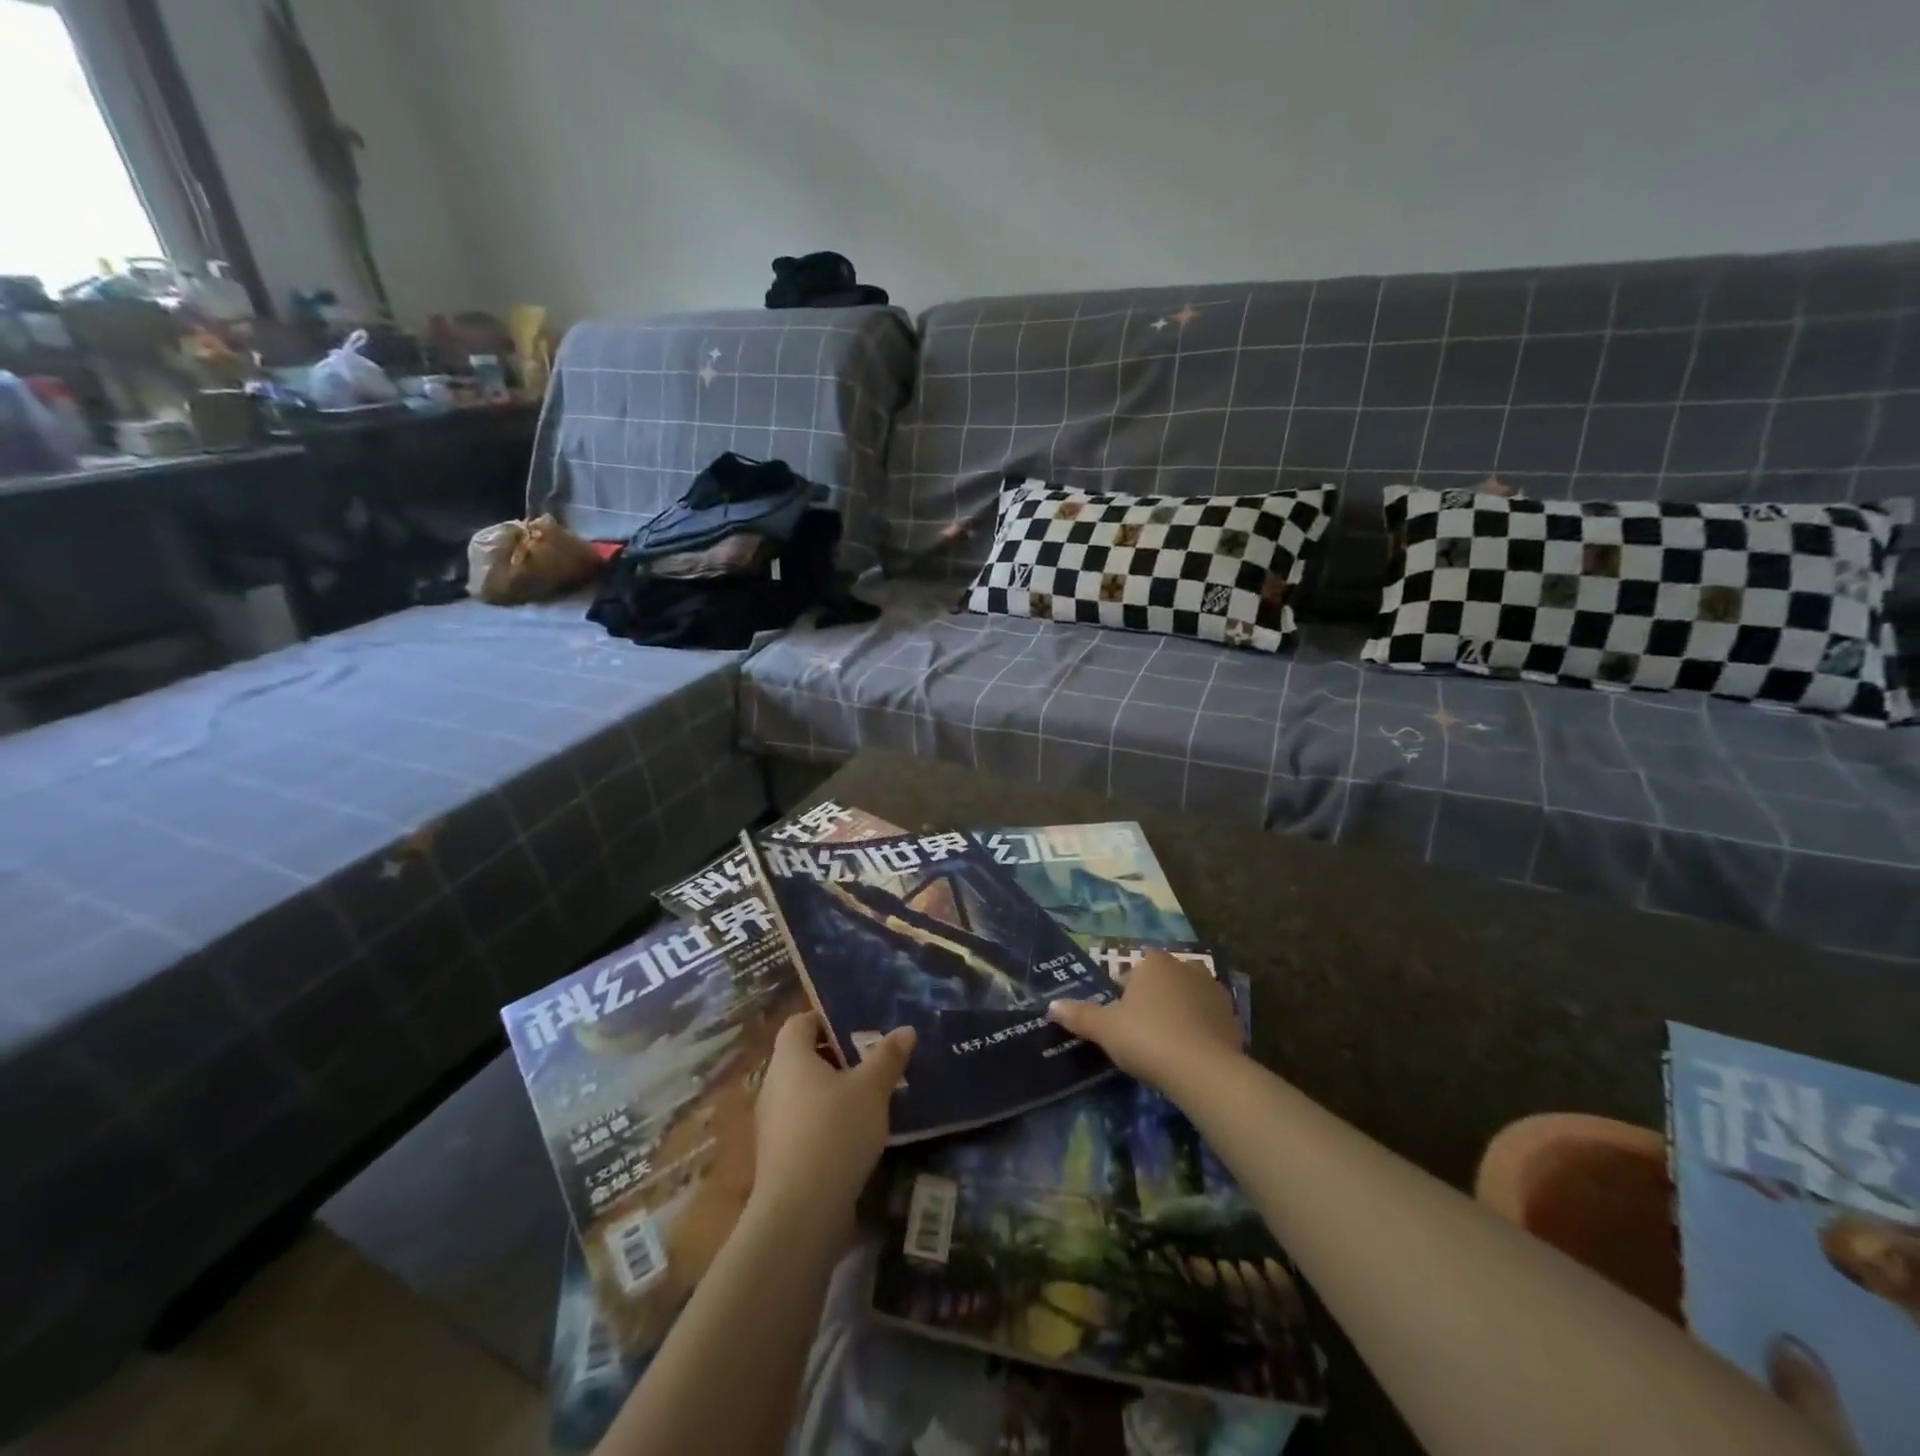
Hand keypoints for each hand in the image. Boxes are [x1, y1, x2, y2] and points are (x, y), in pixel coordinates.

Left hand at [750, 1012, 915, 1241]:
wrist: (800, 1213)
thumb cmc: (835, 1132)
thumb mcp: (871, 1089)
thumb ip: (887, 1057)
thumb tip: (905, 1030)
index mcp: (790, 1059)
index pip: (800, 1022)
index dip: (826, 1019)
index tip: (857, 1029)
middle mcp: (774, 1085)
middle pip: (802, 1057)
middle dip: (837, 1057)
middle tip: (872, 1062)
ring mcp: (772, 1123)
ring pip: (804, 1092)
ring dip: (833, 1092)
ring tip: (870, 1100)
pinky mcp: (778, 1156)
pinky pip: (803, 1123)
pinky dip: (826, 1121)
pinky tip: (855, 1136)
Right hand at [1048, 948, 1241, 1091]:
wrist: (1204, 1071)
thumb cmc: (1147, 1038)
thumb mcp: (1105, 1028)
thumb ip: (1079, 1015)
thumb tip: (1051, 1006)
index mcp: (1154, 962)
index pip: (1134, 969)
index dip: (1124, 993)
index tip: (1119, 1019)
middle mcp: (1186, 967)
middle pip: (1162, 981)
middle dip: (1152, 1001)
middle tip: (1140, 1033)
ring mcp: (1214, 991)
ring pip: (1187, 999)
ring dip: (1178, 1014)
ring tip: (1165, 1047)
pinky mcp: (1233, 1018)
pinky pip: (1208, 1020)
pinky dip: (1199, 1032)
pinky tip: (1189, 1056)